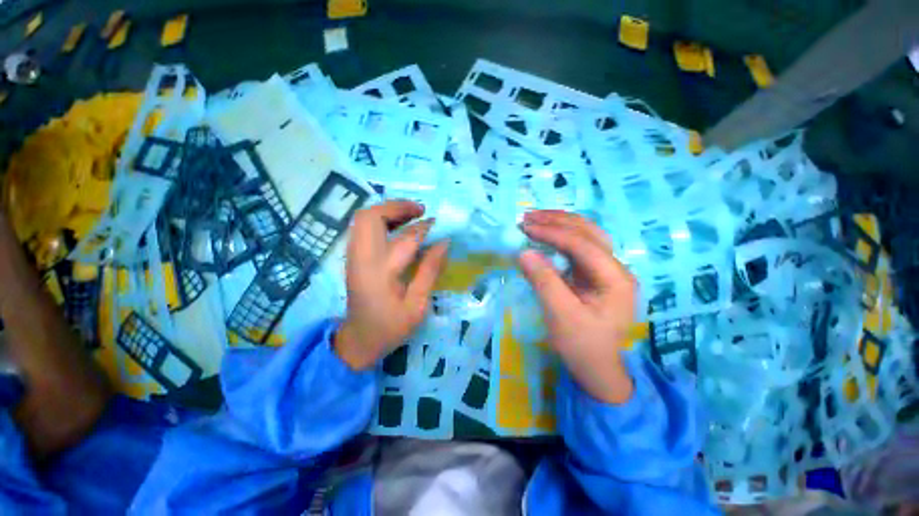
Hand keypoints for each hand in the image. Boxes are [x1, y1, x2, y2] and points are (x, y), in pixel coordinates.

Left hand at [334, 200, 448, 370]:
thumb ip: (430, 271)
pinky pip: (363, 228)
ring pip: (363, 219)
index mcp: (381, 273)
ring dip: (388, 211)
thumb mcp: (417, 305)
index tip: (441, 225)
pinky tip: (398, 227)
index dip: (426, 228)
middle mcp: (362, 258)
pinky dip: (380, 220)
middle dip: (397, 207)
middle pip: (370, 217)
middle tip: (421, 211)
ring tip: (412, 215)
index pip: (406, 239)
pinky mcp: (353, 258)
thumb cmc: (391, 326)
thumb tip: (444, 242)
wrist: (359, 340)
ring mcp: (353, 257)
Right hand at [519, 210, 636, 403]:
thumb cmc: (581, 346)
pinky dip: (560, 237)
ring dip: (559, 224)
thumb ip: (543, 281)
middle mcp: (616, 268)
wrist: (597, 368)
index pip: (583, 245)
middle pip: (589, 232)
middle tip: (528, 217)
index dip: (553, 233)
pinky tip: (545, 234)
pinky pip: (578, 247)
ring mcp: (606, 270)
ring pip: (585, 235)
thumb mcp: (560, 315)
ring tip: (535, 219)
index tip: (526, 228)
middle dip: (557, 221)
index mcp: (616, 279)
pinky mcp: (593, 274)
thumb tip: (523, 252)